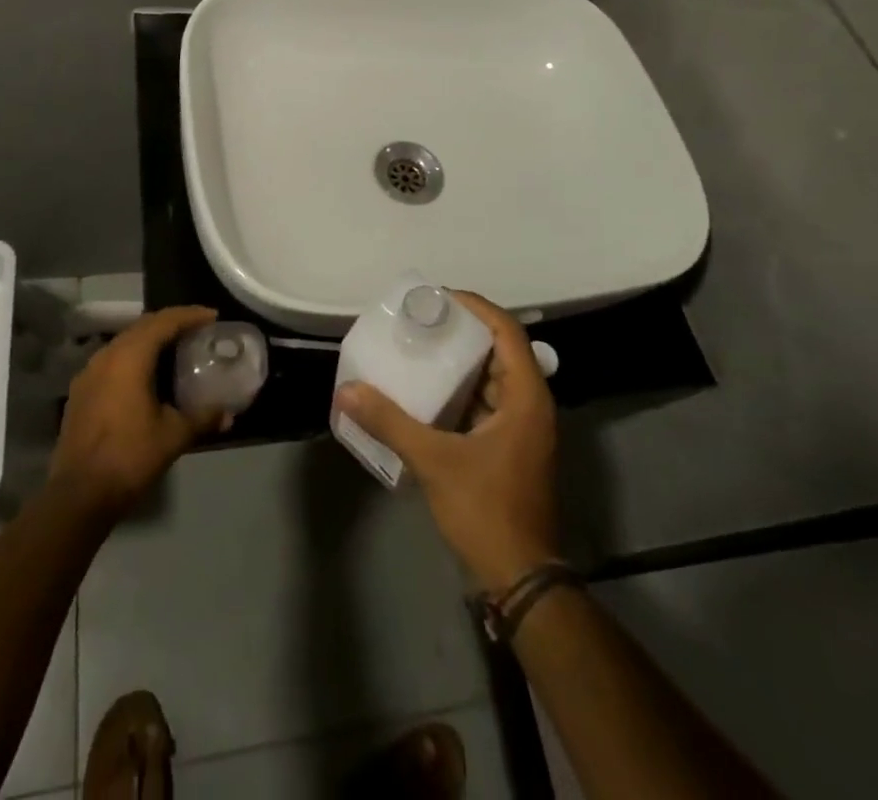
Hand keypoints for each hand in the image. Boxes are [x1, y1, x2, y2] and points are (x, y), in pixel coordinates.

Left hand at [49, 305, 222, 520]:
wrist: (79, 494)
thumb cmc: (130, 457)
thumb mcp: (174, 436)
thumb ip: (203, 418)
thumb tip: (229, 414)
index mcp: (130, 356)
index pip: (164, 322)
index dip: (190, 315)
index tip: (212, 316)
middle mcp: (107, 355)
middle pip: (143, 326)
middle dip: (171, 323)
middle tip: (197, 329)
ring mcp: (89, 372)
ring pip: (125, 341)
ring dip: (150, 339)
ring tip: (174, 348)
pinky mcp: (80, 390)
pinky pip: (112, 360)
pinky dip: (133, 356)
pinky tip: (145, 374)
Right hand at [333, 291, 559, 590]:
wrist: (520, 579)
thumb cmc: (487, 510)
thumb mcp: (434, 461)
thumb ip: (391, 422)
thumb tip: (347, 391)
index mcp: (526, 397)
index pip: (507, 331)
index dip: (475, 307)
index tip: (438, 298)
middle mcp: (530, 405)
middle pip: (500, 349)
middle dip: (462, 331)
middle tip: (421, 320)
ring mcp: (522, 428)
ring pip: (492, 377)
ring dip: (459, 361)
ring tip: (418, 347)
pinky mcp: (509, 447)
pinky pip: (485, 402)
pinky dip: (459, 390)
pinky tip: (426, 391)